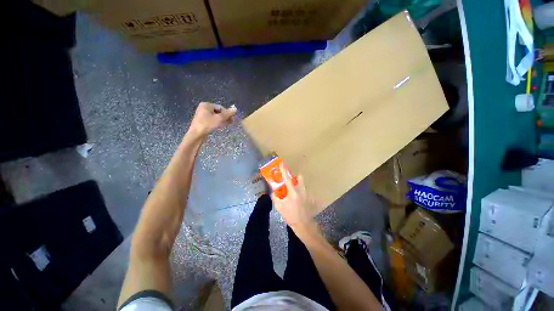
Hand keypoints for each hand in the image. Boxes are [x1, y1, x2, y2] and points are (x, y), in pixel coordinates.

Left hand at [188, 102, 236, 137]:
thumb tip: (235, 109)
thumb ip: (228, 113)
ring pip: (215, 116)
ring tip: (227, 125)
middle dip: (225, 117)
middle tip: (231, 123)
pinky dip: (217, 122)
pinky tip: (221, 126)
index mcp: (206, 105)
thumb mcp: (220, 118)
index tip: (232, 120)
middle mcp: (203, 108)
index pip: (221, 107)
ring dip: (222, 120)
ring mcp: (202, 115)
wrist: (196, 135)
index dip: (227, 113)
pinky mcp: (202, 121)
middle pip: (218, 111)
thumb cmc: (208, 125)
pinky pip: (212, 120)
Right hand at [272, 163, 317, 232]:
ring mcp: (306, 194)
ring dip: (298, 185)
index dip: (283, 170)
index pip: (287, 178)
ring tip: (293, 192)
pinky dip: (300, 193)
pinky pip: (305, 192)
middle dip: (295, 177)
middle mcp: (301, 190)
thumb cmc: (290, 215)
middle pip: (300, 178)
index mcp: (293, 192)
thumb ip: (275, 197)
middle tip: (290, 180)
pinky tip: (298, 200)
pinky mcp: (310, 198)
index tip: (281, 164)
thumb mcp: (279, 207)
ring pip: (303, 184)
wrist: (303, 225)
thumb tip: (274, 192)